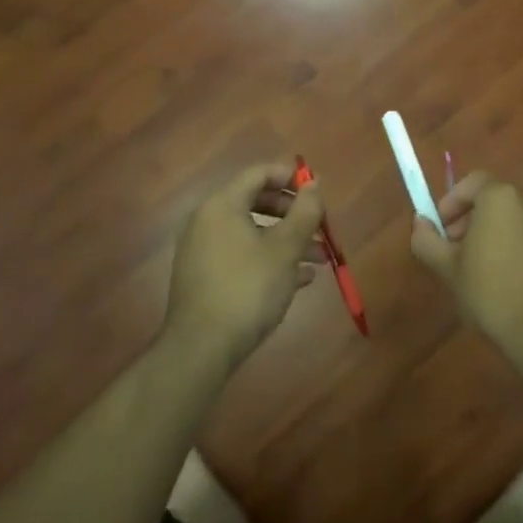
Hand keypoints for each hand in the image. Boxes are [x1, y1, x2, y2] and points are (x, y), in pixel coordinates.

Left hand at [164, 163, 326, 372]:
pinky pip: (242, 255)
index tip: (317, 193)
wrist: (201, 348)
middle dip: (293, 214)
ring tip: (320, 259)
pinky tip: (299, 279)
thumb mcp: (285, 249)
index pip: (259, 174)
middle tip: (320, 227)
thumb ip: (304, 212)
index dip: (291, 178)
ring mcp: (203, 250)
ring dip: (287, 240)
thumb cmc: (247, 289)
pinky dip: (269, 259)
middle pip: (256, 202)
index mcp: (222, 205)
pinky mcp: (205, 277)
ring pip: (252, 233)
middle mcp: (208, 220)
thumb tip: (315, 183)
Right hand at [410, 175, 522, 364]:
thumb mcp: (449, 270)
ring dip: (500, 233)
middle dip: (475, 218)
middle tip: (459, 249)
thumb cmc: (493, 295)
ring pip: (520, 219)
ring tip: (487, 268)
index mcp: (502, 199)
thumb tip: (420, 223)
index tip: (442, 228)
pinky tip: (516, 281)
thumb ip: (427, 240)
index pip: (473, 182)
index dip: (453, 202)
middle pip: (497, 199)